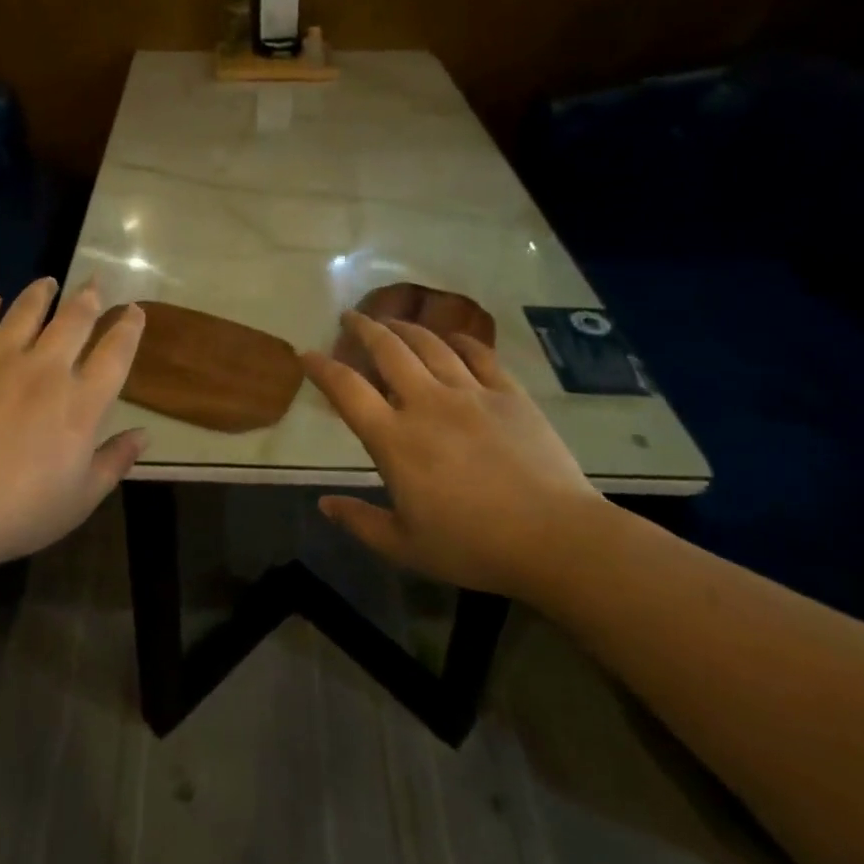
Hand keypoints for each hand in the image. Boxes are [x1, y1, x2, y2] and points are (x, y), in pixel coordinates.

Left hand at [0, 279, 146, 567]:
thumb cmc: (16, 514)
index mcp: (79, 403)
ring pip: (25, 312)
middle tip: (93, 282)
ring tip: (47, 282)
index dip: (128, 328)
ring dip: (40, 294)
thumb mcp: (78, 500)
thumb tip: (144, 435)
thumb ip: (114, 463)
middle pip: (73, 320)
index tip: (133, 310)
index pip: (114, 354)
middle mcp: (44, 369)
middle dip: (88, 297)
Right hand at [304, 313, 605, 599]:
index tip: (307, 354)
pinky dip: (458, 340)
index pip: (347, 390)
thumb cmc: (474, 547)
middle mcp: (426, 403)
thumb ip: (360, 522)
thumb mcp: (406, 547)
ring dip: (405, 327)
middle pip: (387, 350)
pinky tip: (450, 336)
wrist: (556, 539)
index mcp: (395, 439)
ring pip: (429, 345)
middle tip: (350, 317)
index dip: (322, 368)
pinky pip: (477, 354)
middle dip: (363, 328)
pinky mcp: (508, 393)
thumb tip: (323, 504)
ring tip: (391, 321)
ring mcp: (470, 393)